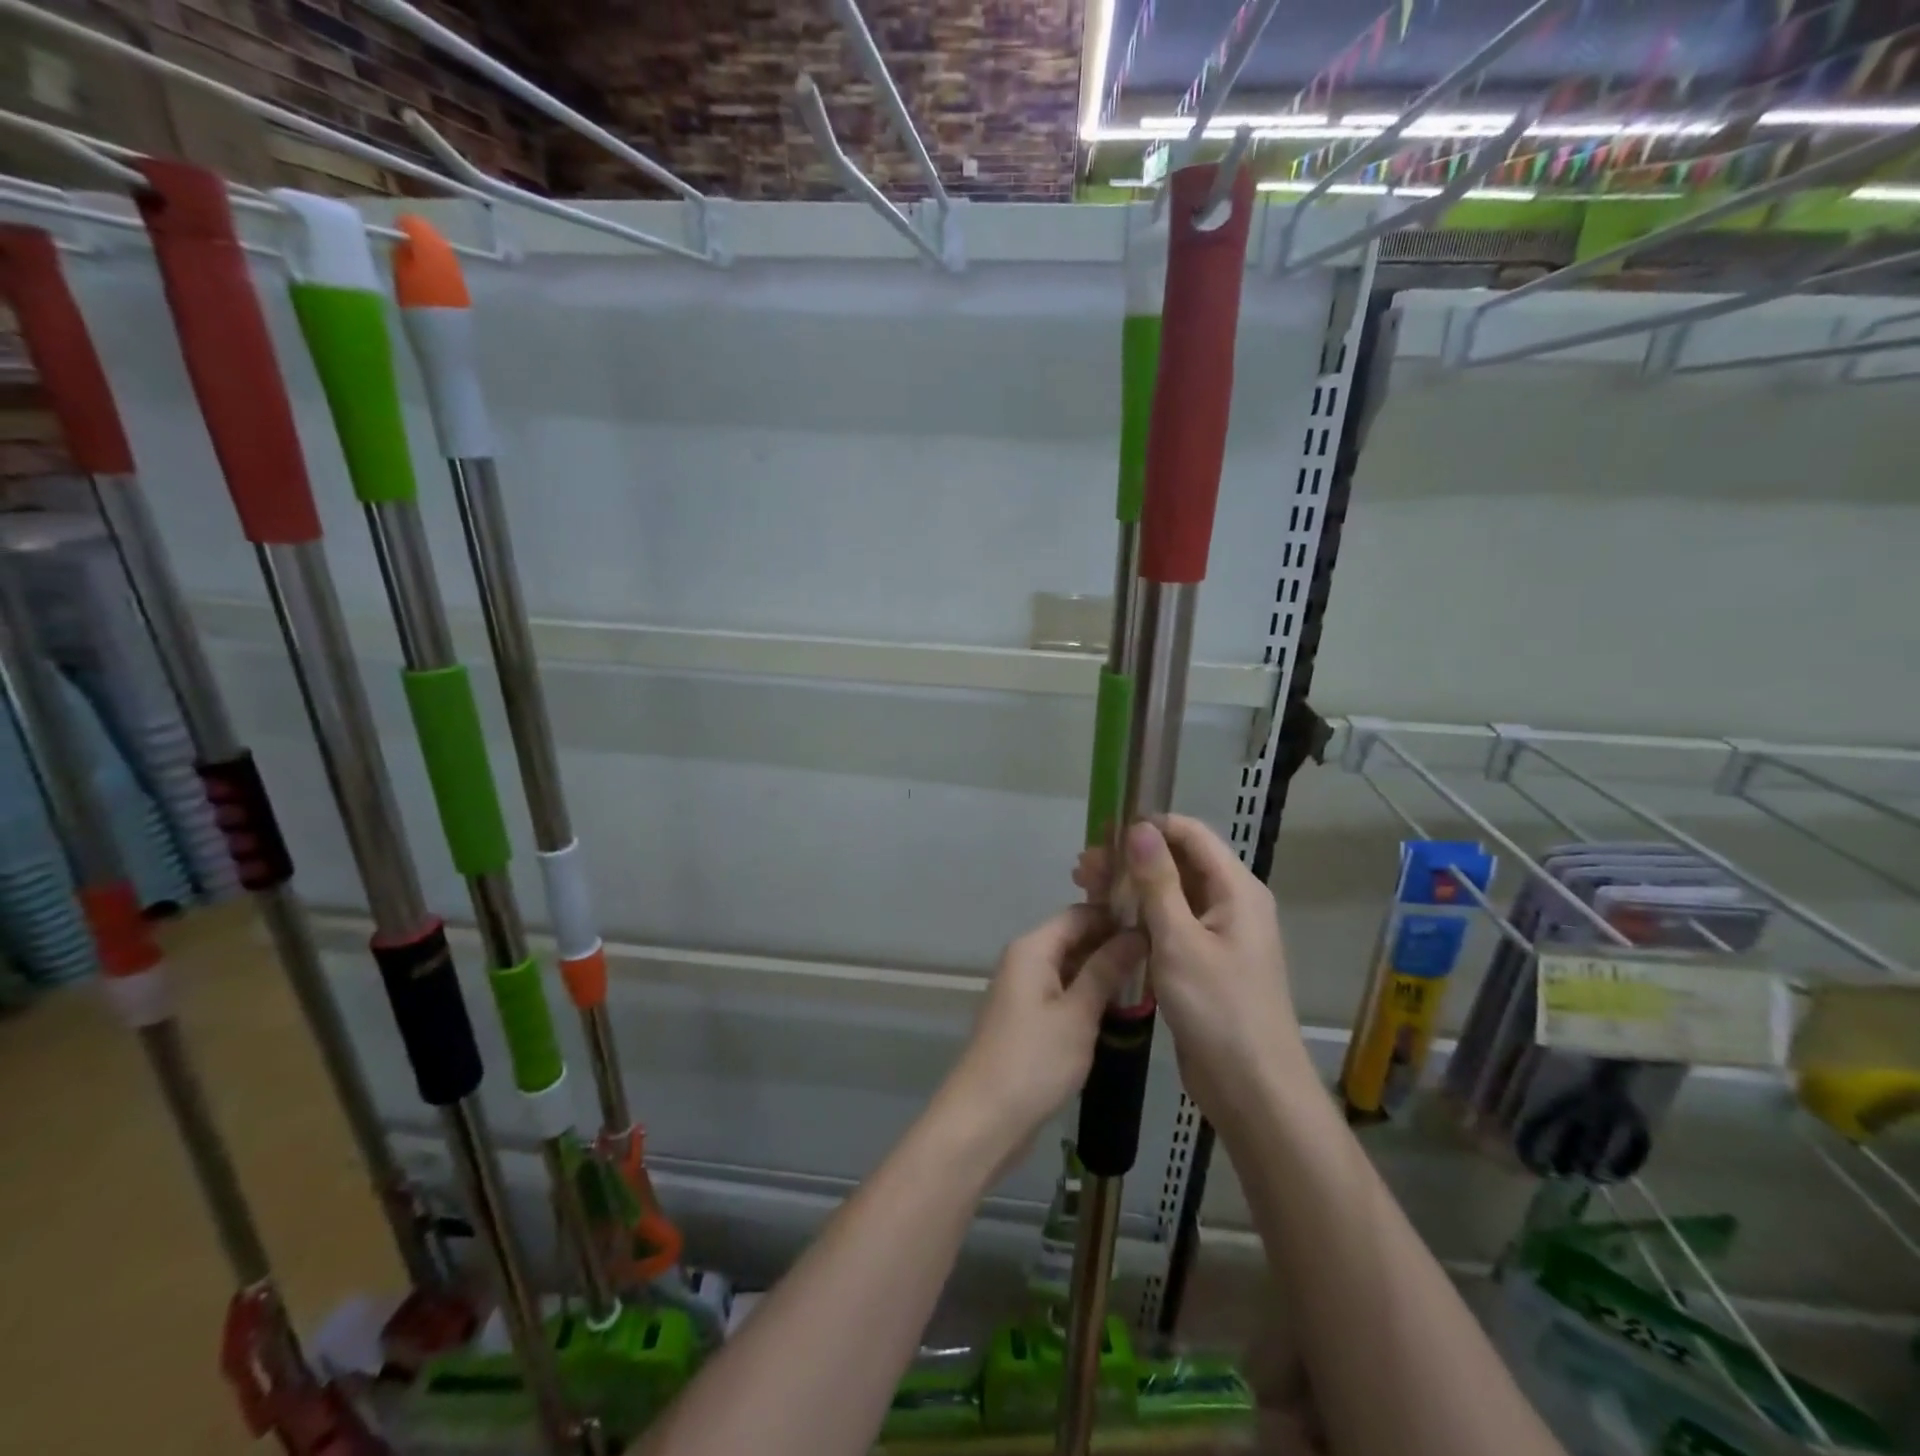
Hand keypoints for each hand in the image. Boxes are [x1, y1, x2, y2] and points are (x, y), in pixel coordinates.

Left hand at [942, 905, 1143, 1159]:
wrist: (984, 1119)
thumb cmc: (1034, 1061)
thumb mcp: (1078, 1013)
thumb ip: (1106, 970)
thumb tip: (1136, 933)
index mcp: (1032, 948)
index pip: (1080, 914)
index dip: (1117, 917)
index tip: (1157, 928)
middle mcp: (1025, 960)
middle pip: (1074, 938)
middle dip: (1113, 946)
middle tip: (1161, 961)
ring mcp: (1024, 990)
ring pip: (1071, 967)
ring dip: (1104, 974)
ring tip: (1150, 984)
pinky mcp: (1027, 1018)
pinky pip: (1063, 992)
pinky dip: (1089, 996)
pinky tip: (1120, 1011)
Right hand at [1075, 816, 1306, 1127]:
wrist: (1252, 1088)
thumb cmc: (1218, 1008)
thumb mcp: (1180, 940)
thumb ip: (1157, 882)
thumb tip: (1139, 828)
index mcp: (1236, 890)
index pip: (1191, 834)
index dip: (1149, 825)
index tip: (1104, 831)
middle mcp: (1230, 903)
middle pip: (1177, 862)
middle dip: (1130, 858)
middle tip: (1083, 866)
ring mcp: (1217, 933)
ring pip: (1169, 893)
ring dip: (1130, 886)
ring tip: (1084, 886)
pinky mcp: (1203, 960)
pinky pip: (1169, 923)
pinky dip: (1139, 915)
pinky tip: (1105, 919)